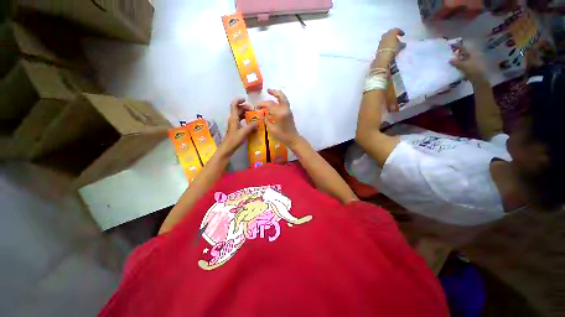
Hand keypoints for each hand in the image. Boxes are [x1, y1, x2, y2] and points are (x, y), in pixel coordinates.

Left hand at [218, 98, 257, 156]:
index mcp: (233, 118)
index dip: (239, 100)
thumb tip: (258, 121)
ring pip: (239, 114)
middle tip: (254, 111)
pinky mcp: (235, 127)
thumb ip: (251, 126)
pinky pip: (240, 119)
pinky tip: (250, 122)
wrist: (228, 147)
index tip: (245, 100)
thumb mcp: (244, 133)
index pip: (234, 105)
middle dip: (246, 107)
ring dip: (246, 113)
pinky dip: (245, 118)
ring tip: (253, 116)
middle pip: (238, 109)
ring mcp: (234, 123)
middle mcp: (233, 118)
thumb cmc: (234, 140)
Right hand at [260, 89, 300, 146]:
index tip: (257, 106)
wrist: (293, 139)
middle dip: (274, 92)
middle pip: (280, 96)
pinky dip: (280, 99)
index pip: (270, 105)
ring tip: (271, 93)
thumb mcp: (272, 129)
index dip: (262, 104)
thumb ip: (266, 120)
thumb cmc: (282, 136)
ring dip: (278, 94)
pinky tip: (276, 102)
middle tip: (267, 90)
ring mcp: (288, 110)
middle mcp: (285, 109)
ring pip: (284, 98)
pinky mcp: (289, 113)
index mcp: (280, 113)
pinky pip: (285, 102)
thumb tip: (262, 114)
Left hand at [373, 28, 404, 67]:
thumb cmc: (393, 49)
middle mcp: (385, 35)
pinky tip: (388, 47)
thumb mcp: (400, 46)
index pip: (396, 30)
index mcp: (392, 33)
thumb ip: (402, 44)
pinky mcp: (378, 46)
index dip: (400, 32)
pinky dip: (386, 43)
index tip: (403, 35)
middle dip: (393, 35)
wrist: (383, 57)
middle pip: (390, 33)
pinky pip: (383, 43)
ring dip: (388, 39)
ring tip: (392, 43)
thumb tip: (403, 44)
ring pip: (385, 38)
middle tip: (396, 37)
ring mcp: (381, 41)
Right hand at [449, 46, 485, 82]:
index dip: (457, 46)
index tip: (450, 45)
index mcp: (472, 52)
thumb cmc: (472, 70)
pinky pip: (466, 61)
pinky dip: (461, 62)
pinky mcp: (473, 65)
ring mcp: (474, 60)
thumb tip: (450, 60)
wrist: (480, 79)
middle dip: (458, 52)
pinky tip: (457, 64)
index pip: (463, 47)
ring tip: (452, 59)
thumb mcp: (463, 66)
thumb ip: (456, 62)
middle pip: (465, 51)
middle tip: (451, 53)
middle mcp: (474, 54)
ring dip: (459, 57)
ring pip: (465, 57)